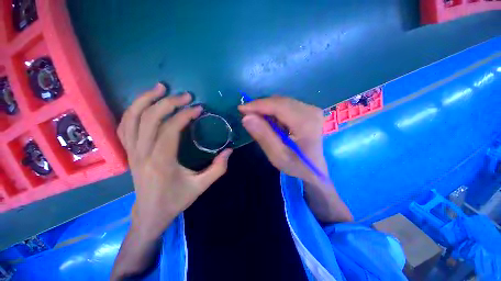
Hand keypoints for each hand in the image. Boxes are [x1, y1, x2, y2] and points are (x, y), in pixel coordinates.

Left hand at [117, 83, 231, 239]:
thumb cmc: (176, 199)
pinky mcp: (129, 152)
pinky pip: (124, 126)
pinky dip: (134, 110)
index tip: (198, 109)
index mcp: (162, 162)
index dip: (184, 115)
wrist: (150, 213)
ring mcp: (132, 152)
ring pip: (131, 118)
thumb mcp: (201, 186)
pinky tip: (145, 103)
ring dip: (145, 99)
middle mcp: (142, 154)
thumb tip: (229, 151)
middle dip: (168, 103)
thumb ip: (218, 168)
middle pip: (149, 119)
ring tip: (160, 87)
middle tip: (185, 96)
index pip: (170, 130)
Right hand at [239, 96, 352, 222]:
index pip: (277, 106)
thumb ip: (263, 136)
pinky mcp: (309, 111)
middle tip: (247, 115)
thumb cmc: (297, 166)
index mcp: (305, 122)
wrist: (316, 169)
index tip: (241, 109)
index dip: (257, 105)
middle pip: (279, 101)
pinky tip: (270, 122)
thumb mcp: (278, 156)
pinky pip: (287, 106)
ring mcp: (311, 109)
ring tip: (257, 120)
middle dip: (260, 107)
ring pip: (282, 102)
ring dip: (267, 109)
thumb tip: (246, 117)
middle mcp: (310, 110)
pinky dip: (275, 112)